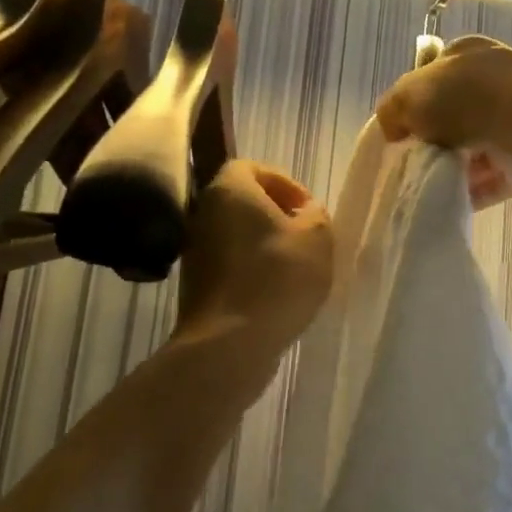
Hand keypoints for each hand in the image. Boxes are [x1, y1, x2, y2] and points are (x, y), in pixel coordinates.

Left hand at [175, 161, 333, 353]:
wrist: (229, 344)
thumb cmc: (277, 277)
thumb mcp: (317, 237)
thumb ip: (315, 214)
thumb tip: (305, 213)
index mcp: (229, 191)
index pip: (252, 167)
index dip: (284, 182)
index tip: (306, 209)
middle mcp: (203, 215)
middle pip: (242, 202)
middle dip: (275, 215)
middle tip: (304, 236)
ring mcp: (194, 253)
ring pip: (235, 235)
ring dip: (264, 245)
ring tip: (294, 267)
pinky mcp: (195, 287)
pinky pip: (229, 265)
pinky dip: (251, 271)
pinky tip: (275, 293)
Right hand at [376, 36, 511, 207]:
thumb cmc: (464, 98)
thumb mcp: (409, 94)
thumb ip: (393, 108)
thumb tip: (393, 129)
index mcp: (467, 55)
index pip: (435, 75)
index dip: (414, 102)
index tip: (399, 131)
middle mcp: (494, 83)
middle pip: (455, 115)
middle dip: (434, 139)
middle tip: (410, 161)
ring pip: (474, 150)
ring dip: (452, 169)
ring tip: (425, 186)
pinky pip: (492, 181)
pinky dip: (472, 194)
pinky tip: (448, 204)